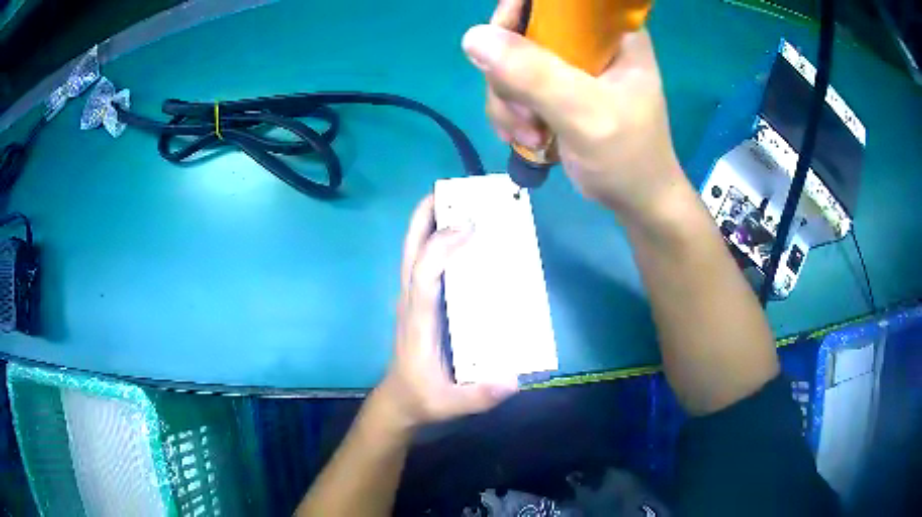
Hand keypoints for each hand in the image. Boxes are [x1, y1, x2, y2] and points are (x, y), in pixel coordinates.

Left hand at [375, 196, 517, 429]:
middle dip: (425, 216)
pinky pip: (423, 262)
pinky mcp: (418, 302)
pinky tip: (459, 235)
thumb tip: (512, 378)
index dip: (441, 246)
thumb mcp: (451, 405)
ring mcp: (411, 299)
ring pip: (413, 251)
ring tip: (455, 200)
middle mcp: (411, 302)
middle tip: (450, 190)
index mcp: (419, 320)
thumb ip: (479, 396)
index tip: (470, 225)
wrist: (400, 402)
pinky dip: (435, 240)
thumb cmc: (423, 399)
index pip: (423, 274)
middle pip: (410, 250)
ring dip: (429, 222)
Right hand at [462, 0, 687, 229]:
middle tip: (525, 115)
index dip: (517, 15)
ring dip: (507, 102)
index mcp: (611, 32)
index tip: (501, 51)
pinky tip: (527, 138)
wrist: (635, 201)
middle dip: (508, 75)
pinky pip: (511, 85)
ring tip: (530, 136)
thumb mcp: (586, 115)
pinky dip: (510, 113)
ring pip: (508, 61)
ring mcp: (569, 64)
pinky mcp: (555, 87)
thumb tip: (473, 37)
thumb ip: (535, 75)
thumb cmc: (627, 158)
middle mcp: (587, 39)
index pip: (552, 1)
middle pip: (520, 30)